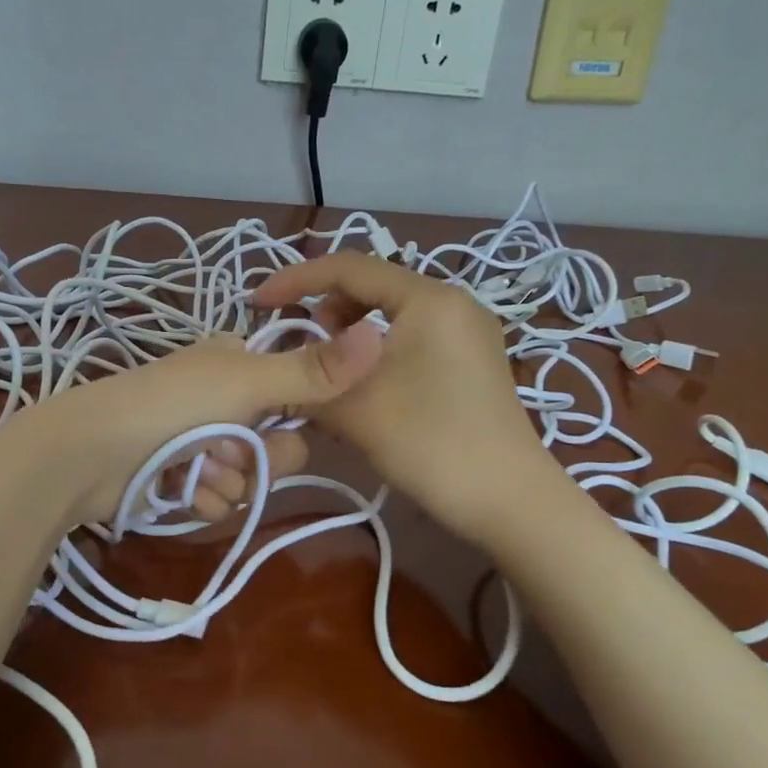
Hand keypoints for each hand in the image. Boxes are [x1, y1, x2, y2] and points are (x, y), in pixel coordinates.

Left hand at [18, 326, 384, 525]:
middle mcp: (222, 398)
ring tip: (194, 469)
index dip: (300, 413)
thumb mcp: (247, 382)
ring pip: (250, 477)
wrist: (85, 455)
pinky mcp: (181, 480)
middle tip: (231, 448)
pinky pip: (219, 499)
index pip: (300, 391)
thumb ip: (314, 371)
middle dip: (260, 456)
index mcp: (237, 362)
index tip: (289, 420)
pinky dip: (203, 498)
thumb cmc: (169, 405)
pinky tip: (180, 489)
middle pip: (280, 443)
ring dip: (228, 480)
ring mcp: (200, 441)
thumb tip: (381, 333)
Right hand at [255, 253, 544, 544]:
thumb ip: (308, 377)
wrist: (509, 500)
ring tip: (329, 372)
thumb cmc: (430, 444)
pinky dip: (378, 350)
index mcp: (427, 298)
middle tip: (299, 348)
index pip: (349, 267)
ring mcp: (467, 331)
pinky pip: (413, 336)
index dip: (295, 280)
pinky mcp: (472, 359)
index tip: (257, 304)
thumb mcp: (355, 408)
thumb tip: (278, 366)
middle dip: (326, 310)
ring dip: (351, 333)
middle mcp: (452, 302)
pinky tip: (364, 385)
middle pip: (372, 286)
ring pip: (392, 314)